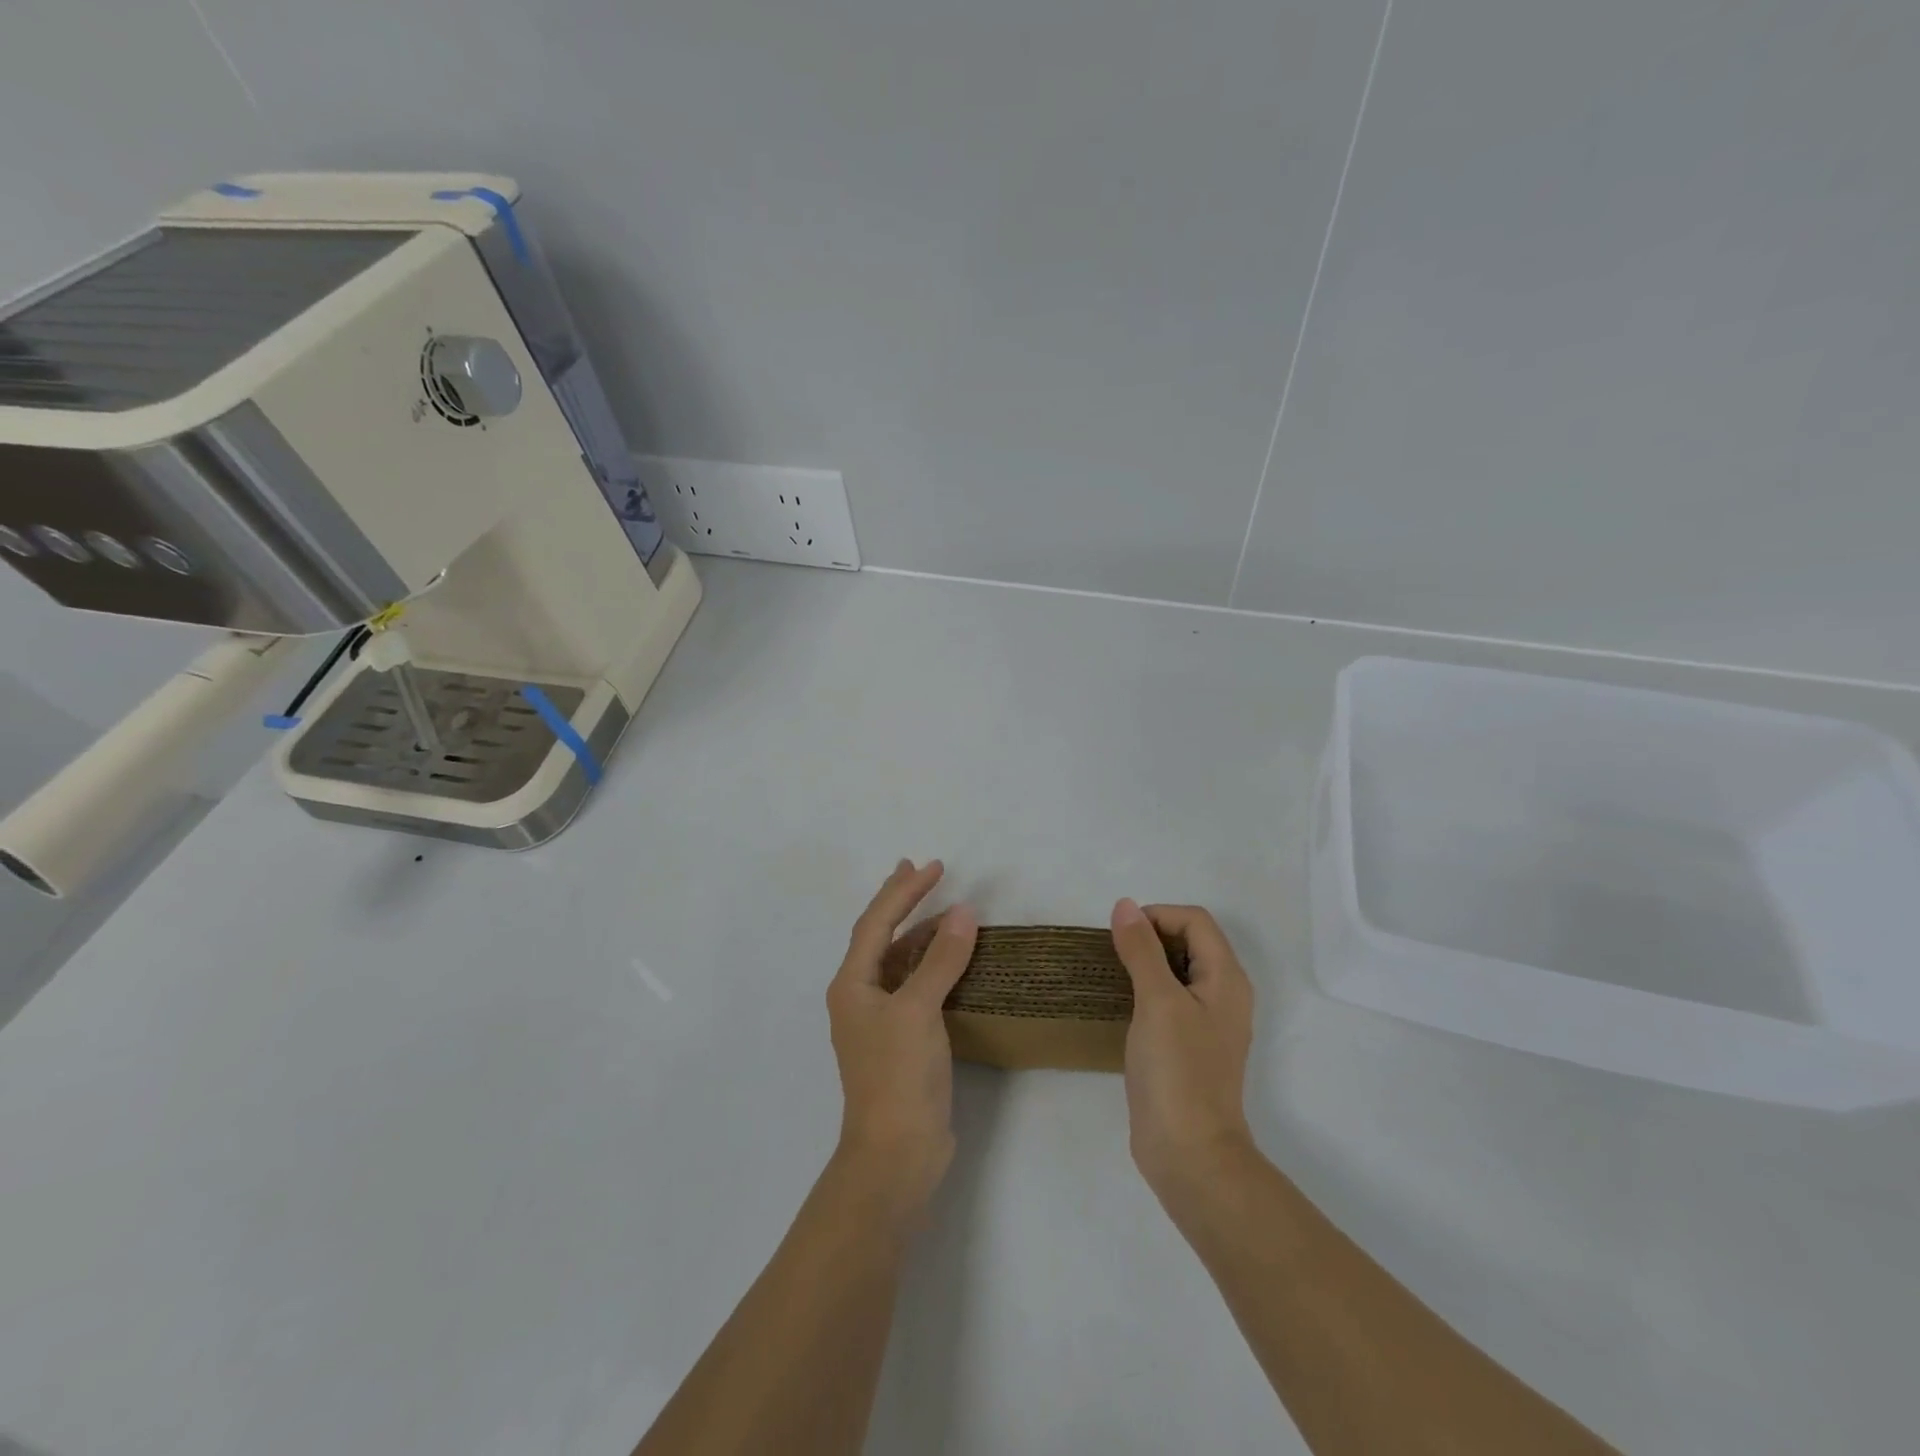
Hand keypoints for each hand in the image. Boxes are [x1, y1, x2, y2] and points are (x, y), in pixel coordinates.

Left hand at [826, 859, 978, 1214]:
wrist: (896, 1154)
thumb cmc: (898, 1075)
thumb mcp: (919, 1010)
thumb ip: (941, 959)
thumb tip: (963, 912)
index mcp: (852, 984)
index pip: (877, 922)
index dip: (903, 890)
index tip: (934, 866)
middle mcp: (859, 996)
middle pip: (880, 936)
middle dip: (901, 902)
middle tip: (924, 871)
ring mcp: (880, 1020)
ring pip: (899, 961)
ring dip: (920, 934)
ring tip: (946, 910)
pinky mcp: (901, 1041)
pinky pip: (915, 986)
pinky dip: (931, 965)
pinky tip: (952, 960)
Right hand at [1110, 899, 1255, 1195]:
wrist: (1189, 1154)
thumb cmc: (1178, 1071)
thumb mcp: (1157, 1001)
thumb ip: (1142, 950)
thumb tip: (1125, 905)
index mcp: (1226, 979)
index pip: (1195, 921)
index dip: (1158, 916)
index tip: (1121, 935)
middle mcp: (1223, 995)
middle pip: (1189, 942)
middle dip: (1150, 937)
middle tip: (1114, 954)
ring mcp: (1207, 1023)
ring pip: (1177, 971)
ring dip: (1145, 963)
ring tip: (1111, 974)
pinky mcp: (1188, 1046)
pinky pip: (1168, 1000)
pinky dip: (1145, 991)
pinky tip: (1120, 1005)